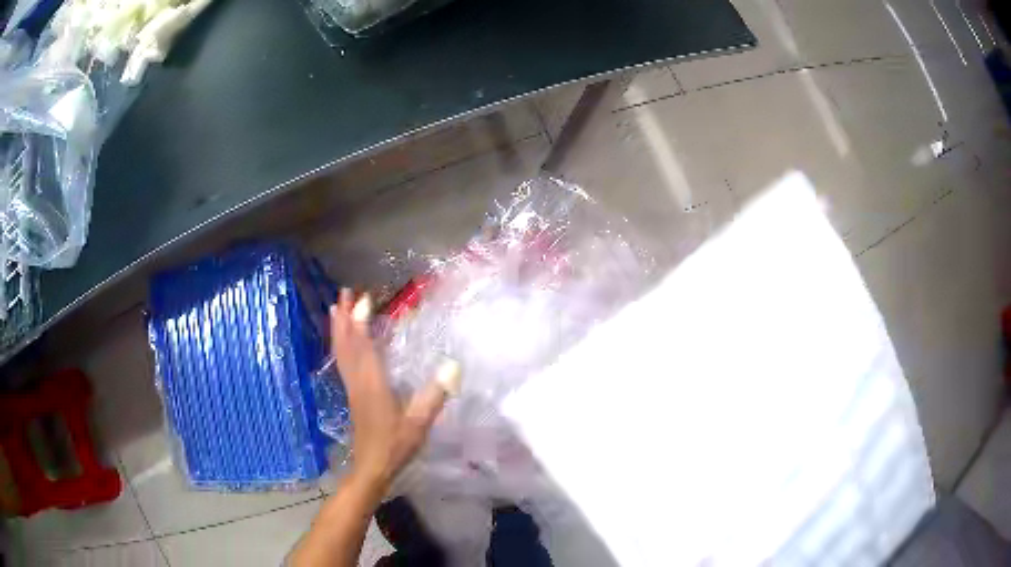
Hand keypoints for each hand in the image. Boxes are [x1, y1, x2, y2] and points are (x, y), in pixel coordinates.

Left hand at [329, 289, 458, 493]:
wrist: (371, 467)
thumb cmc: (395, 445)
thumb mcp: (419, 423)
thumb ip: (434, 395)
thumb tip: (453, 366)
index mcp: (373, 384)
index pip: (364, 347)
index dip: (362, 322)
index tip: (364, 299)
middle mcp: (358, 381)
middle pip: (347, 344)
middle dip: (345, 318)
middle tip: (344, 292)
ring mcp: (353, 388)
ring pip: (342, 352)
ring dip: (339, 329)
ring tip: (336, 308)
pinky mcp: (352, 395)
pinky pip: (343, 362)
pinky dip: (341, 345)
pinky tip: (343, 342)